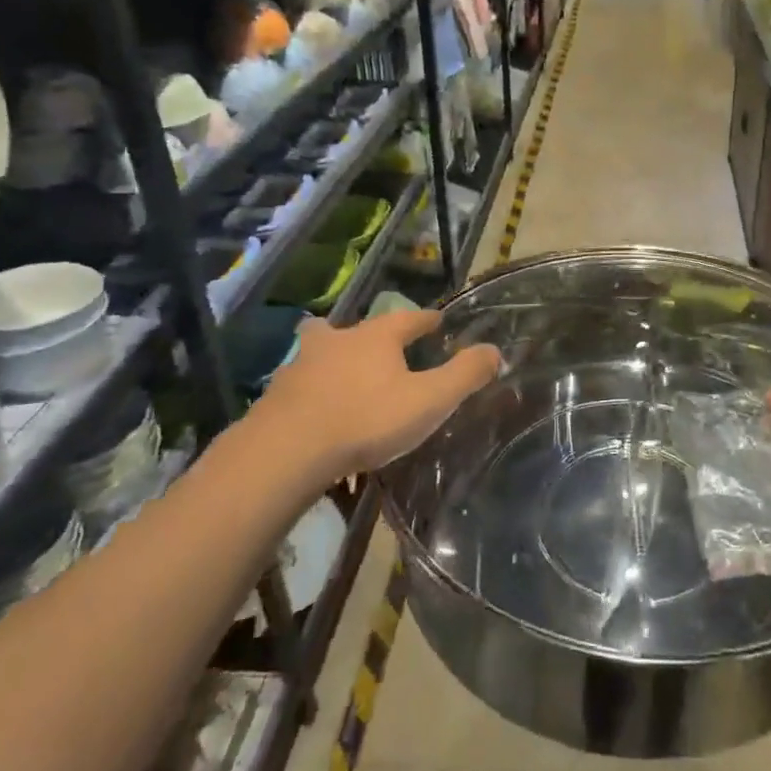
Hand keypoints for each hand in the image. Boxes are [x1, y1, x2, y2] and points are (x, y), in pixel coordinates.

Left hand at [243, 312, 500, 478]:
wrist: (287, 452)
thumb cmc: (367, 419)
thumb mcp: (429, 400)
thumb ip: (464, 375)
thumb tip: (494, 350)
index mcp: (376, 337)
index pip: (408, 318)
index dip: (425, 320)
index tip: (437, 320)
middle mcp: (337, 341)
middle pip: (353, 328)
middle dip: (367, 335)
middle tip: (377, 346)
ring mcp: (301, 367)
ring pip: (318, 352)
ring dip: (331, 359)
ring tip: (341, 377)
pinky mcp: (276, 397)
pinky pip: (299, 386)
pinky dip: (309, 391)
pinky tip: (314, 411)